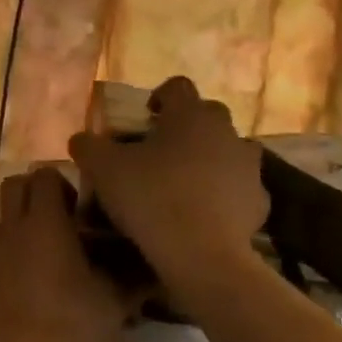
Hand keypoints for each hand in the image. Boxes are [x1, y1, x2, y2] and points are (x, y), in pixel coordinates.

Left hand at [0, 167, 143, 341]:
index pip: (44, 174)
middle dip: (32, 195)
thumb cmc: (65, 325)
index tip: (78, 211)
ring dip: (11, 230)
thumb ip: (134, 283)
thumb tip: (155, 273)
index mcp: (44, 222)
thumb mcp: (113, 306)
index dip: (61, 184)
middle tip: (56, 223)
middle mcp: (10, 229)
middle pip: (13, 186)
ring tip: (32, 256)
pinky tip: (16, 292)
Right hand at [68, 76, 268, 309]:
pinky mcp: (260, 202)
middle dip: (186, 128)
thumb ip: (88, 146)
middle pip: (207, 116)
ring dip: (210, 159)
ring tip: (184, 183)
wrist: (201, 255)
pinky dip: (224, 195)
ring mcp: (248, 167)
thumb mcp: (103, 169)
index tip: (143, 117)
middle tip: (160, 151)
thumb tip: (81, 139)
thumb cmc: (151, 198)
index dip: (158, 97)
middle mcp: (226, 131)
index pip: (177, 86)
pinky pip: (239, 188)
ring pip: (228, 151)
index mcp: (190, 114)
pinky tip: (204, 214)